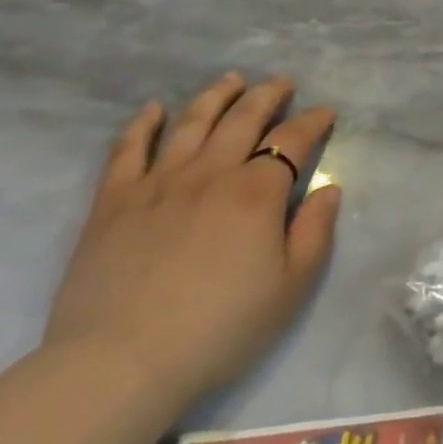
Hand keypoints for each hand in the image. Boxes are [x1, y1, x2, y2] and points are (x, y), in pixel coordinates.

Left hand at [44, 72, 340, 411]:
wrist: (120, 364)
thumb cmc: (218, 330)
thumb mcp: (289, 289)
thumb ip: (314, 232)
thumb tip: (328, 188)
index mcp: (256, 193)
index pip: (292, 140)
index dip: (312, 121)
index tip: (325, 112)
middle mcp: (211, 173)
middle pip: (243, 118)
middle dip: (267, 95)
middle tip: (281, 83)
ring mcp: (159, 182)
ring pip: (192, 121)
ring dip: (215, 95)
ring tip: (231, 80)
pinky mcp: (114, 200)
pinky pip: (128, 149)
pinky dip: (143, 124)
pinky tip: (154, 109)